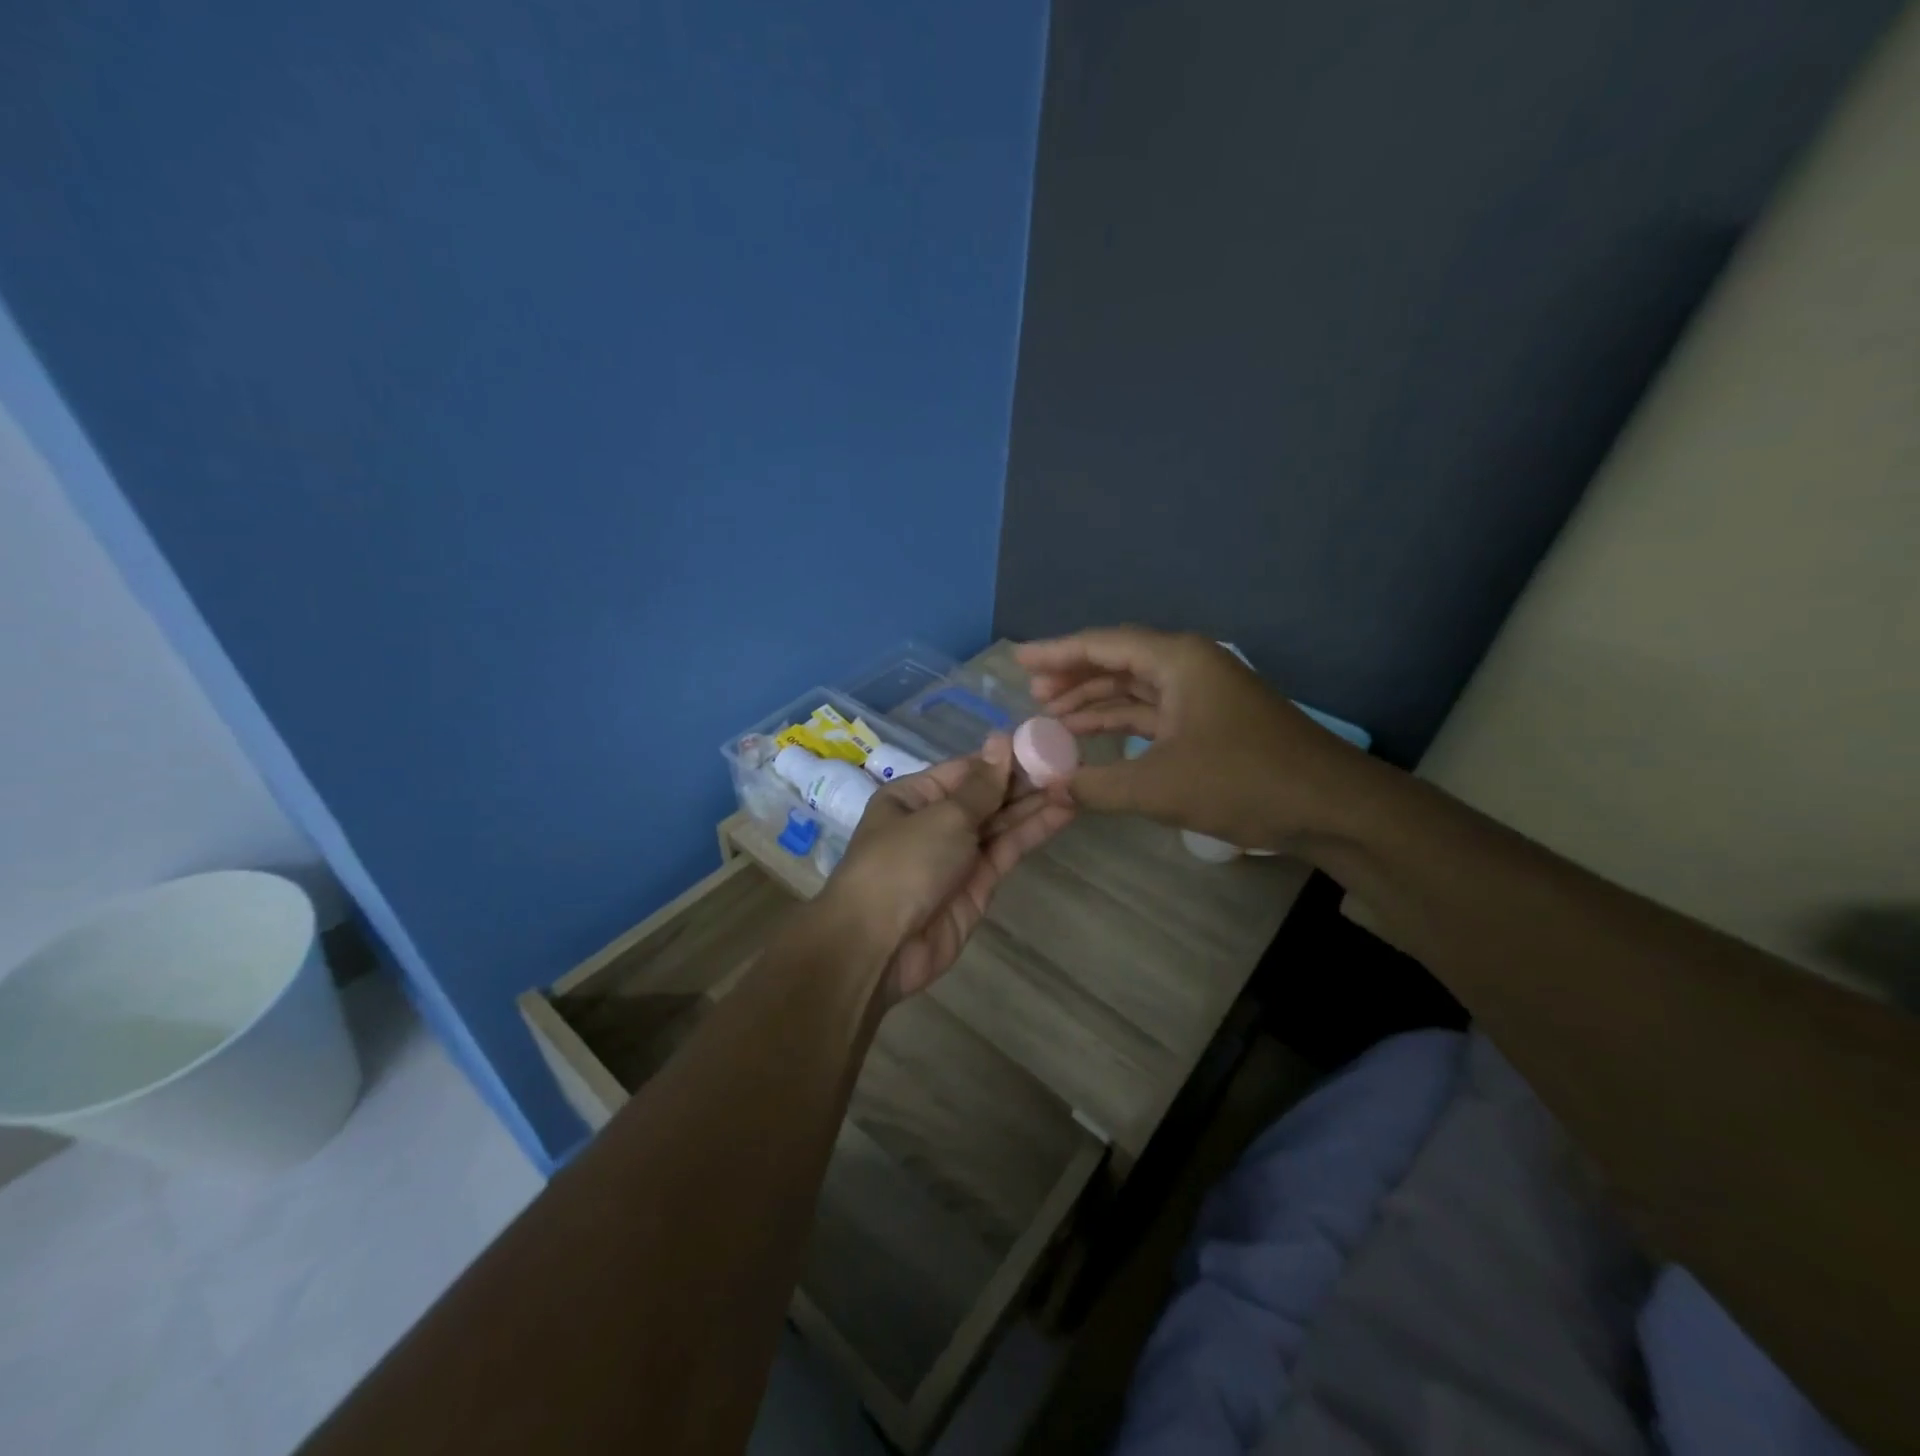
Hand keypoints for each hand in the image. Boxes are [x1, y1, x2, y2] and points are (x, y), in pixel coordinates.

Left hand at [828, 735, 1073, 1002]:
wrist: (880, 946)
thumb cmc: (903, 864)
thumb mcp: (944, 816)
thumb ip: (982, 786)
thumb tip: (1001, 739)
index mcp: (913, 796)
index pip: (965, 769)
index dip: (1002, 758)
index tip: (1043, 743)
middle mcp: (934, 822)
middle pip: (985, 795)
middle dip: (1023, 780)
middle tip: (1070, 762)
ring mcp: (957, 855)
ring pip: (1000, 823)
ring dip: (1035, 804)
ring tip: (1076, 782)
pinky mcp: (977, 885)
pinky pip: (1007, 850)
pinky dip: (1033, 831)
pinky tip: (1063, 811)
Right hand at [1016, 627, 1367, 849]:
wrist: (1330, 806)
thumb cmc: (1243, 781)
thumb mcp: (1159, 786)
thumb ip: (1095, 785)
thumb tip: (1048, 786)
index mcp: (1177, 661)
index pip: (1103, 645)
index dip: (1056, 652)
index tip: (1018, 659)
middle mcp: (1188, 666)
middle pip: (1118, 660)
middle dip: (1073, 676)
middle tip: (1031, 694)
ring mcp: (1202, 694)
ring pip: (1135, 688)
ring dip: (1095, 701)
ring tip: (1051, 717)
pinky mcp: (1210, 722)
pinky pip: (1153, 712)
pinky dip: (1121, 723)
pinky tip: (1094, 737)